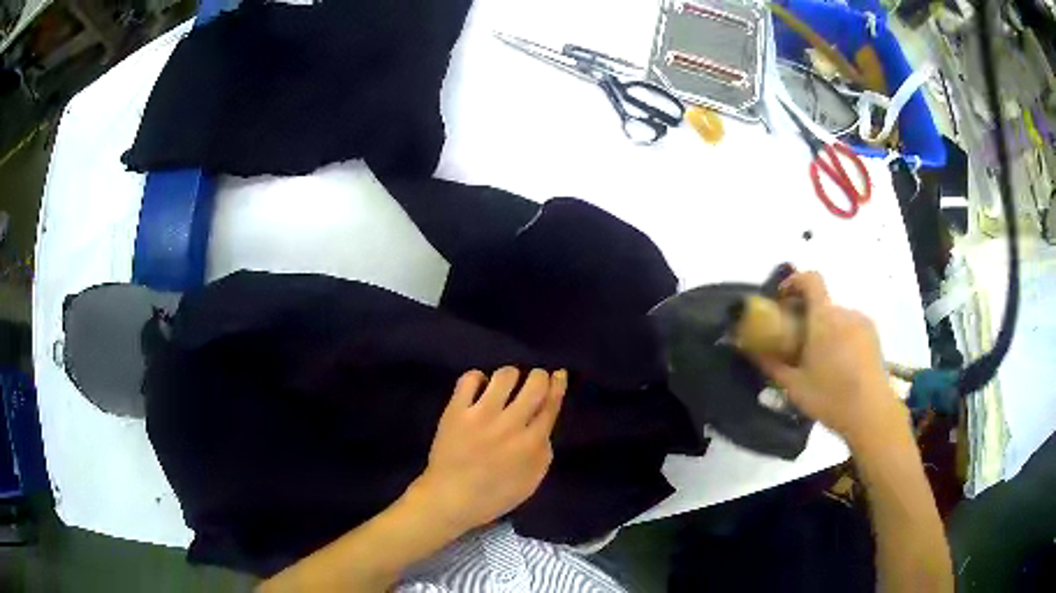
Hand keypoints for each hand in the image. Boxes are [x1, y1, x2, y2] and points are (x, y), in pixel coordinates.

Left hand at [410, 367, 566, 534]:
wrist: (450, 499)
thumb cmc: (493, 496)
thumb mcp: (531, 482)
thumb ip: (543, 453)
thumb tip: (544, 426)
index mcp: (531, 443)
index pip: (551, 404)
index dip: (558, 385)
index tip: (559, 374)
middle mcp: (510, 424)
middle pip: (534, 383)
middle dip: (538, 377)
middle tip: (533, 382)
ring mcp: (481, 415)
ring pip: (505, 375)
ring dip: (510, 376)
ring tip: (505, 386)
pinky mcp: (456, 411)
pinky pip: (470, 379)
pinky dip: (478, 378)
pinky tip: (479, 388)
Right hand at [752, 271, 903, 445]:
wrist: (872, 413)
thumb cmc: (831, 397)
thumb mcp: (794, 386)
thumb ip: (772, 364)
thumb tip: (751, 350)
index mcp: (824, 317)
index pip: (810, 279)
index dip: (794, 282)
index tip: (782, 300)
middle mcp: (845, 312)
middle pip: (822, 302)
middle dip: (807, 316)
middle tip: (797, 342)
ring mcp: (862, 323)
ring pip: (837, 317)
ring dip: (825, 329)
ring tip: (820, 360)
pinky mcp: (874, 336)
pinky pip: (851, 327)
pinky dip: (841, 337)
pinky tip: (840, 366)